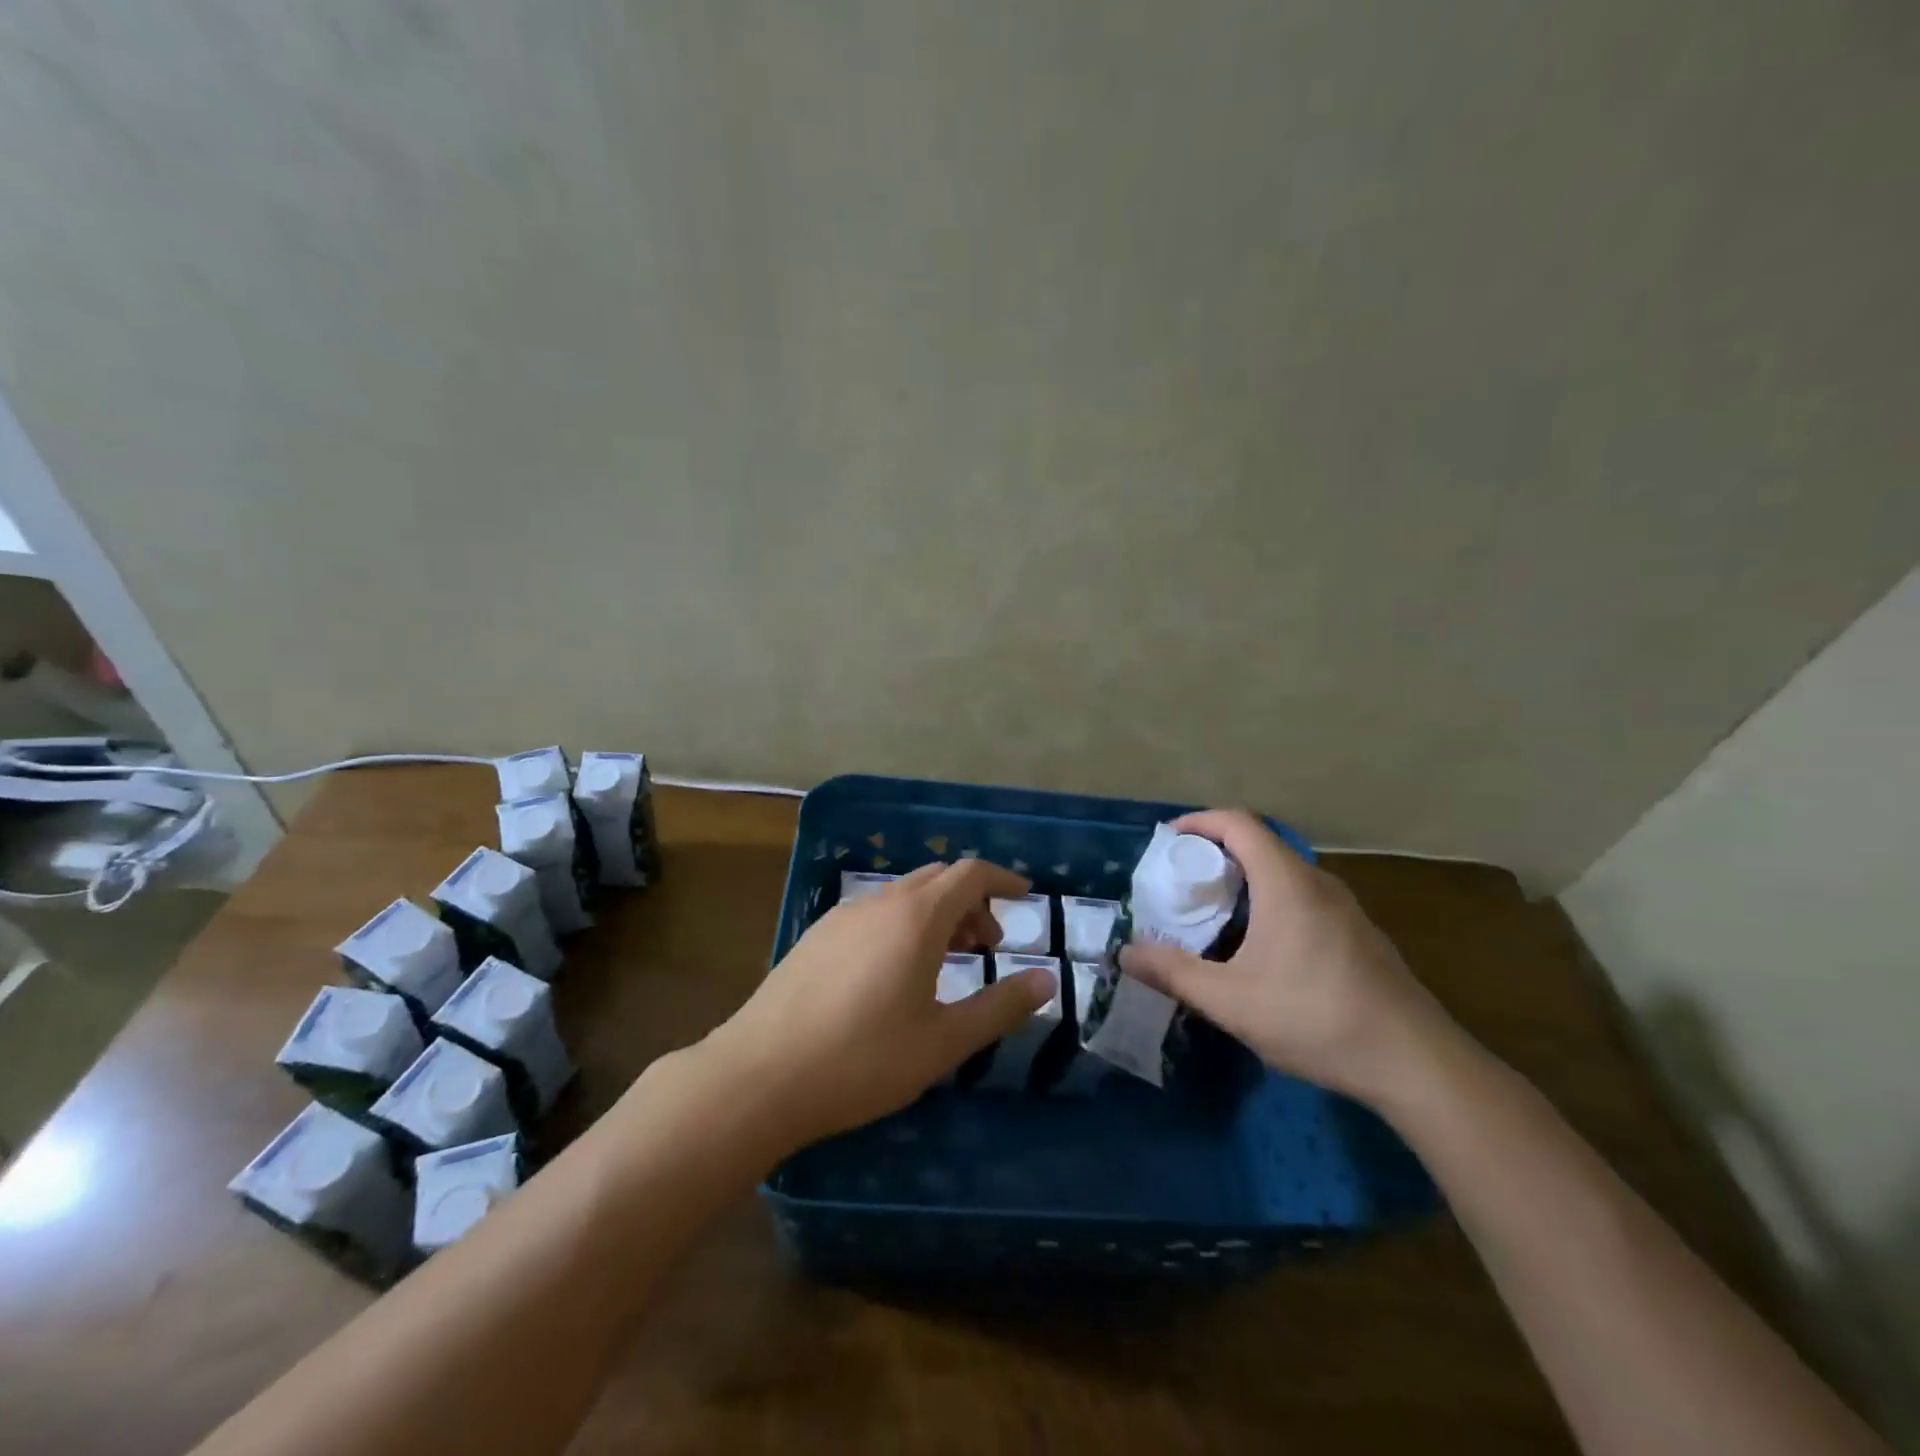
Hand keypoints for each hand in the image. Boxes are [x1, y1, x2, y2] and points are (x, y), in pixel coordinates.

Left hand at [703, 860, 1058, 1148]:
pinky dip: (902, 925)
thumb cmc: (862, 1060)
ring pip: (903, 896)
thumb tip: (1047, 981)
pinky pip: (874, 913)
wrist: (759, 1075)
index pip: (970, 874)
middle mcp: (880, 903)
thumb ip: (999, 1007)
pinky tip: (895, 973)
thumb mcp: (943, 1041)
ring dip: (936, 914)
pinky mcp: (816, 936)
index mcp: (916, 918)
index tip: (1026, 898)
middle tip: (988, 946)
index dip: (1003, 879)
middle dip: (971, 902)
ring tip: (948, 961)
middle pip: (937, 880)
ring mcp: (842, 916)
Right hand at [1119, 809, 1454, 1103]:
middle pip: (1260, 844)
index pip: (1238, 823)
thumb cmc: (1316, 1018)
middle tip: (1181, 882)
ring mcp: (1344, 908)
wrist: (1416, 1063)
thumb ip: (1173, 973)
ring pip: (1283, 873)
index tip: (1167, 840)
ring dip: (1243, 880)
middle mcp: (1317, 883)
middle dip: (1214, 853)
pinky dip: (1269, 901)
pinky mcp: (1357, 934)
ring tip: (1212, 913)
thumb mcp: (1231, 1001)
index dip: (1199, 822)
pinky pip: (1302, 897)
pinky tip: (1259, 948)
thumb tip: (1125, 953)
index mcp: (1286, 883)